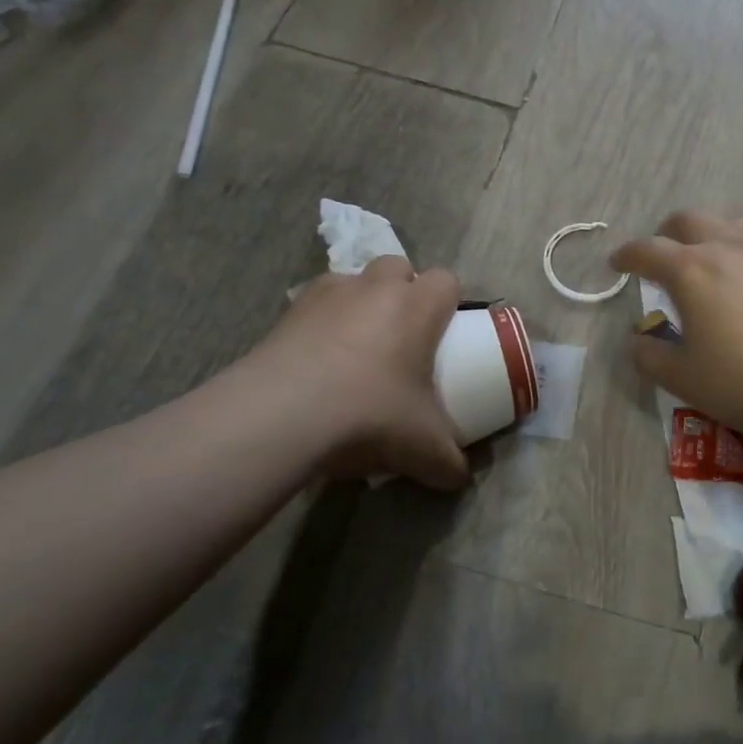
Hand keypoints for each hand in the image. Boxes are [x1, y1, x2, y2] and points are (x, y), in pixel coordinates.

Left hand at [232, 256, 469, 488]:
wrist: (282, 415)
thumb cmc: (369, 415)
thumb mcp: (423, 447)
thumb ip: (449, 461)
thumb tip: (460, 476)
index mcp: (417, 307)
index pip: (446, 280)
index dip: (449, 301)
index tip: (446, 332)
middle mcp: (375, 287)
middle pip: (399, 267)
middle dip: (403, 291)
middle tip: (402, 336)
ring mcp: (328, 294)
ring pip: (354, 279)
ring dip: (361, 302)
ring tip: (356, 347)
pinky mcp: (288, 311)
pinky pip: (315, 303)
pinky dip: (321, 321)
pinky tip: (317, 359)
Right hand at [611, 212, 742, 449]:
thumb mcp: (682, 378)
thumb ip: (649, 355)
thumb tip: (638, 340)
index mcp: (691, 270)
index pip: (648, 250)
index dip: (626, 255)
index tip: (616, 263)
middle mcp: (727, 249)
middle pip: (689, 220)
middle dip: (665, 233)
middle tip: (659, 258)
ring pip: (728, 224)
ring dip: (706, 235)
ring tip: (703, 262)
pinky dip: (738, 250)